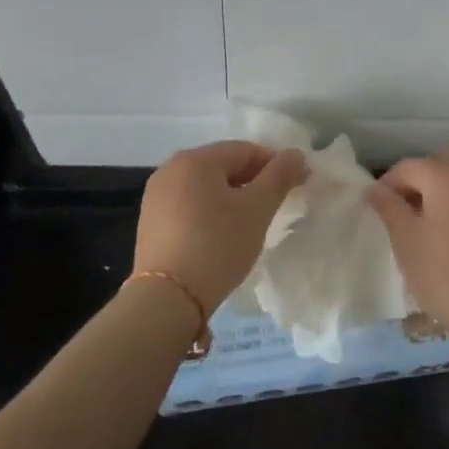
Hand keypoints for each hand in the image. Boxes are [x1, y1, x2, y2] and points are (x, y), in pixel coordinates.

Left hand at [134, 140, 307, 311]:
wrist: (168, 298)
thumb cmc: (217, 245)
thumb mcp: (257, 209)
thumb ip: (279, 176)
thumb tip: (296, 154)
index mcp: (196, 159)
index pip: (247, 150)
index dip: (277, 165)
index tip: (298, 185)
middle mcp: (171, 168)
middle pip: (224, 165)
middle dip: (254, 181)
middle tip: (276, 206)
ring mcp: (156, 195)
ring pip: (207, 186)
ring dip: (233, 197)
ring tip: (251, 223)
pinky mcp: (151, 220)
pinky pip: (190, 204)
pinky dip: (211, 211)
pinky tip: (222, 234)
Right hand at [368, 148, 448, 329]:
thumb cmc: (445, 275)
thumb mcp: (406, 241)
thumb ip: (389, 207)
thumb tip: (375, 188)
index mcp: (446, 175)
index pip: (407, 167)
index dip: (388, 185)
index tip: (379, 210)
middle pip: (442, 161)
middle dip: (421, 179)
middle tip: (408, 211)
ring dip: (445, 189)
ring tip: (432, 225)